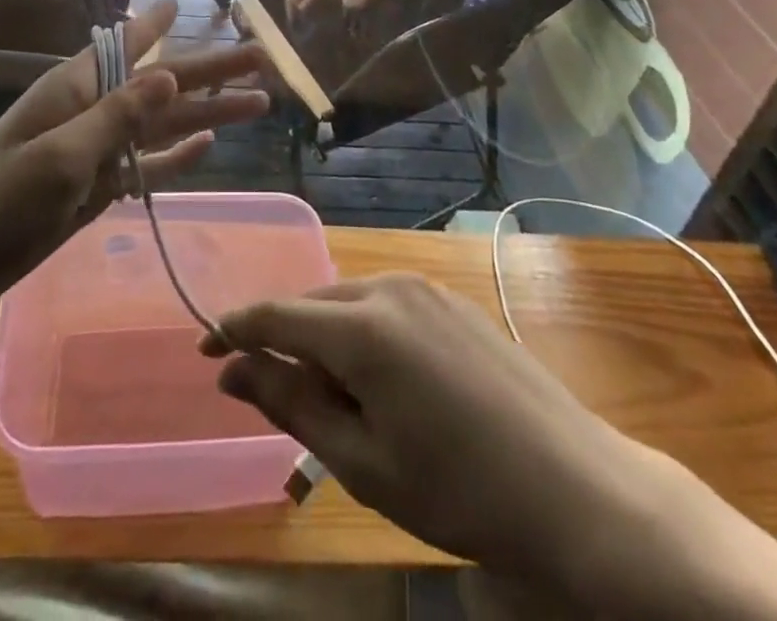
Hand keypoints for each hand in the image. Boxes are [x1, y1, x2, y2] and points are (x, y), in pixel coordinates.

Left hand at [0, 0, 267, 322]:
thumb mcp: (59, 155)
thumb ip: (117, 116)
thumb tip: (171, 74)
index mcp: (76, 89)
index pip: (130, 47)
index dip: (159, 25)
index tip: (184, 2)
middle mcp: (91, 111)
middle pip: (162, 86)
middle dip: (211, 73)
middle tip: (261, 59)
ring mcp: (97, 151)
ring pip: (164, 126)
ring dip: (207, 113)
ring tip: (257, 102)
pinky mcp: (98, 187)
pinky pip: (148, 165)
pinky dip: (177, 157)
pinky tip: (208, 146)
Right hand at [201, 275, 650, 584]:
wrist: (573, 487)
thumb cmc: (457, 488)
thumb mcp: (361, 459)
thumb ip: (290, 402)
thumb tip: (232, 368)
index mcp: (361, 325)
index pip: (275, 314)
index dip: (233, 328)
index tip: (203, 348)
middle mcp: (388, 287)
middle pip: (312, 304)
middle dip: (286, 343)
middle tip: (281, 400)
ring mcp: (424, 288)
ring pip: (348, 301)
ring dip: (326, 339)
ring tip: (338, 400)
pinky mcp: (450, 299)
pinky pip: (384, 304)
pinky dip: (362, 332)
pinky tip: (384, 380)